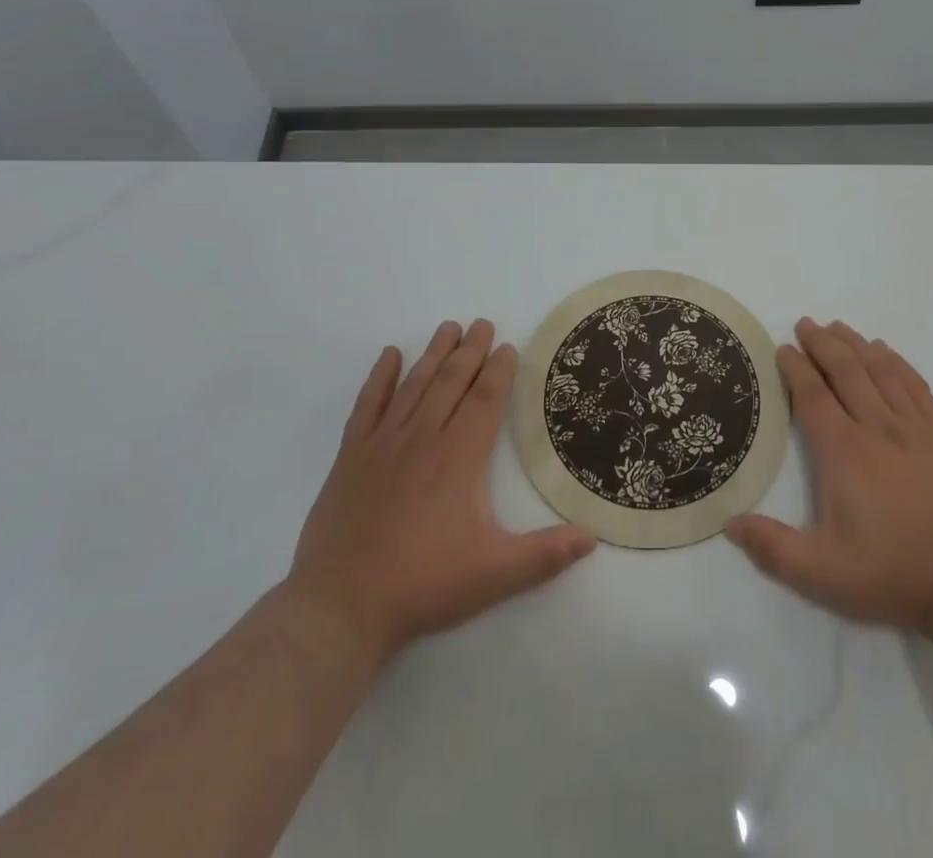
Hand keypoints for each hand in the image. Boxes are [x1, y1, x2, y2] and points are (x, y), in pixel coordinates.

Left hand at [282, 319, 594, 665]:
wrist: (339, 608)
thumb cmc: (422, 585)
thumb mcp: (495, 575)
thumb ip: (546, 554)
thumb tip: (592, 537)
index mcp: (459, 457)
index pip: (485, 399)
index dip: (499, 370)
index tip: (508, 347)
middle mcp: (423, 438)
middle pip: (451, 381)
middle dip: (471, 350)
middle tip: (482, 324)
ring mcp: (383, 444)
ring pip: (414, 385)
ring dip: (434, 354)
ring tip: (448, 327)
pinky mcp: (350, 457)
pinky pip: (367, 405)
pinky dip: (379, 377)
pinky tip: (390, 356)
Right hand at [726, 318, 932, 632]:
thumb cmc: (889, 573)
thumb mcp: (821, 573)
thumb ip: (772, 548)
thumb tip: (730, 522)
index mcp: (844, 452)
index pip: (813, 396)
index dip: (796, 368)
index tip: (783, 348)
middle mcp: (876, 428)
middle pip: (846, 370)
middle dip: (822, 343)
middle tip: (805, 324)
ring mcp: (912, 429)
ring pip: (880, 370)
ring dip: (856, 344)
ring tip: (837, 327)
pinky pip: (915, 385)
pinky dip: (897, 362)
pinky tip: (886, 352)